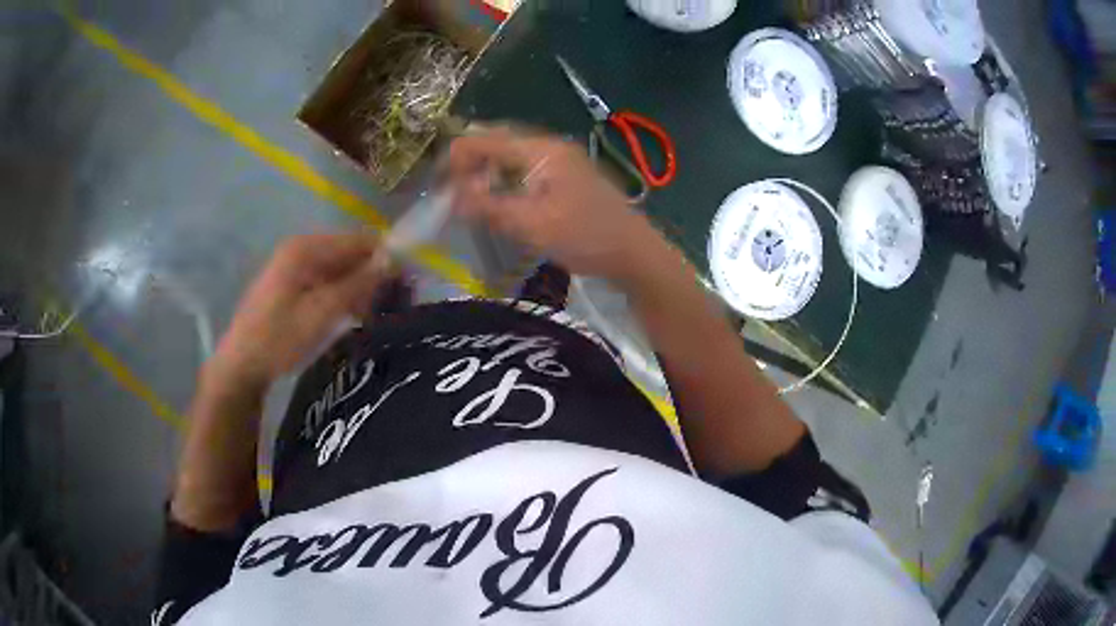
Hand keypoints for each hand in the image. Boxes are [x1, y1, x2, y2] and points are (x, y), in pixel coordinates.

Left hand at [210, 233, 385, 387]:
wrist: (242, 366)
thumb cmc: (279, 338)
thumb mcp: (322, 313)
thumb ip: (357, 284)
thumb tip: (393, 259)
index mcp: (307, 249)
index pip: (359, 240)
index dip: (386, 257)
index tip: (409, 285)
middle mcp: (302, 249)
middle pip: (350, 253)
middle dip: (375, 275)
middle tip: (396, 306)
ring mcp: (295, 267)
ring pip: (341, 270)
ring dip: (361, 289)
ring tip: (376, 316)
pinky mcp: (293, 285)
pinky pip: (328, 282)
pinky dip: (344, 297)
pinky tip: (354, 318)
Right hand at [446, 128, 663, 282]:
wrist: (635, 252)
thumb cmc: (586, 237)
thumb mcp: (532, 225)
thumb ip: (489, 207)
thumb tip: (451, 196)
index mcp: (540, 150)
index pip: (484, 139)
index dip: (455, 159)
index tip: (436, 188)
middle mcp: (549, 146)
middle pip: (497, 142)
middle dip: (468, 162)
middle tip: (447, 190)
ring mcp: (560, 160)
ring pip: (510, 155)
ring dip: (485, 171)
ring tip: (466, 196)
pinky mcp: (565, 177)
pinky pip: (524, 169)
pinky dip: (503, 180)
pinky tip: (496, 199)